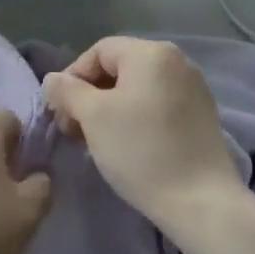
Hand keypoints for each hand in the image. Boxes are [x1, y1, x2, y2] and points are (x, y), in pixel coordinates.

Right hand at [42, 38, 248, 243]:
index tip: (61, 112)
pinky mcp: (202, 115)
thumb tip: (53, 79)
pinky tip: (127, 145)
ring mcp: (194, 88)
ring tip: (97, 140)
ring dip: (110, 109)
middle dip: (90, 95)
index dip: (73, 77)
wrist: (201, 201)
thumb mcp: (93, 117)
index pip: (98, 51)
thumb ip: (67, 91)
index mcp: (151, 53)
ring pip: (137, 88)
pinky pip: (157, 104)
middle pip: (119, 68)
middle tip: (74, 130)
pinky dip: (136, 117)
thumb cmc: (140, 150)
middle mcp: (177, 61)